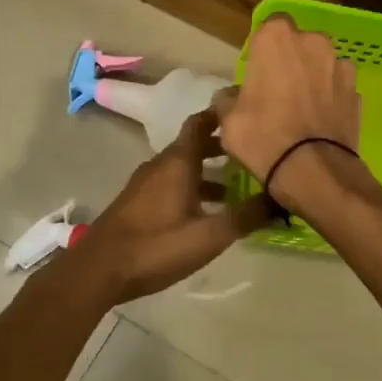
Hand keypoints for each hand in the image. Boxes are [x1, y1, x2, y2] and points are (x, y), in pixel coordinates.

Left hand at [70, 110, 272, 304]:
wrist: (99, 269)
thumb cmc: (156, 246)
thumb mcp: (209, 235)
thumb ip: (246, 217)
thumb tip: (282, 200)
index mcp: (177, 162)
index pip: (200, 122)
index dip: (222, 113)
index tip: (247, 111)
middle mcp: (160, 165)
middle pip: (193, 145)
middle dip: (222, 147)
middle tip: (252, 153)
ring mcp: (145, 184)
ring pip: (182, 167)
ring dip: (208, 172)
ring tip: (238, 188)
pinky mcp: (137, 203)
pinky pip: (171, 184)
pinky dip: (192, 187)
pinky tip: (206, 212)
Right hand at [212, 14, 361, 182]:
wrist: (315, 172)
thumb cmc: (263, 137)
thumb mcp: (229, 121)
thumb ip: (228, 99)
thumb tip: (230, 96)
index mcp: (277, 39)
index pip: (269, 26)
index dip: (264, 48)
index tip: (257, 71)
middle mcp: (314, 42)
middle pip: (299, 44)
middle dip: (291, 60)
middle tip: (278, 91)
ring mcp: (341, 66)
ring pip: (322, 65)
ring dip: (313, 78)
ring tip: (302, 109)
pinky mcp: (358, 92)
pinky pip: (338, 88)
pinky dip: (330, 99)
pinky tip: (320, 123)